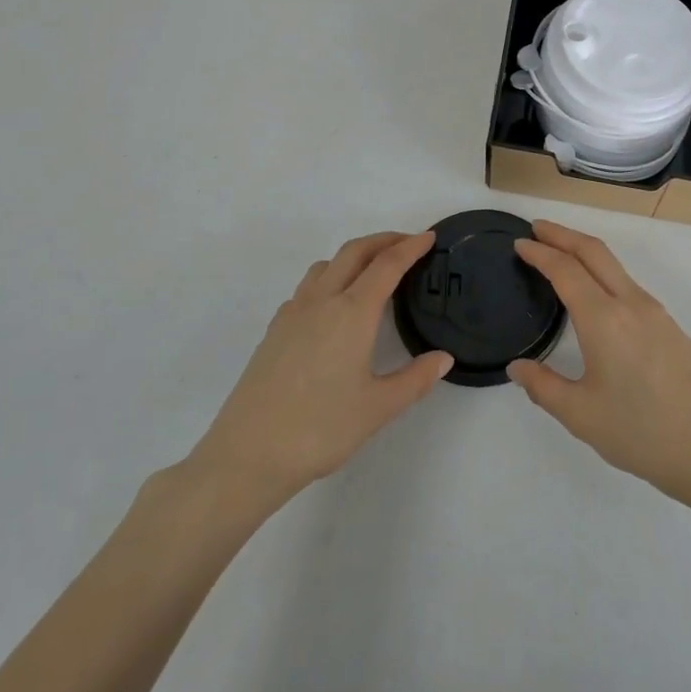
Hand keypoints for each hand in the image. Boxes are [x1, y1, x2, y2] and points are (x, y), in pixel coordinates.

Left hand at [184, 231, 451, 514]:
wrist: (247, 455)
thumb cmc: (320, 429)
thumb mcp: (378, 408)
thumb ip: (415, 379)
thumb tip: (443, 358)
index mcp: (352, 313)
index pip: (387, 266)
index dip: (410, 247)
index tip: (429, 237)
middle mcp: (321, 301)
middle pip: (354, 252)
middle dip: (383, 240)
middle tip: (408, 244)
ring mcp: (293, 314)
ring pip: (326, 265)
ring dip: (353, 256)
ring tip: (372, 271)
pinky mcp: (274, 330)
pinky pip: (306, 288)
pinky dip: (329, 279)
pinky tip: (333, 308)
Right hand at [508, 221, 690, 505]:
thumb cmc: (640, 432)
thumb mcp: (581, 415)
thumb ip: (543, 386)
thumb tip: (517, 367)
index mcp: (604, 319)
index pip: (566, 270)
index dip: (540, 252)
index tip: (519, 243)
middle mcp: (631, 304)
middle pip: (594, 252)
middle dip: (563, 235)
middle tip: (537, 228)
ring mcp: (656, 313)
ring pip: (615, 266)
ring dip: (585, 252)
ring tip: (560, 256)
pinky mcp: (670, 327)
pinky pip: (629, 285)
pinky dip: (603, 273)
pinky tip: (595, 295)